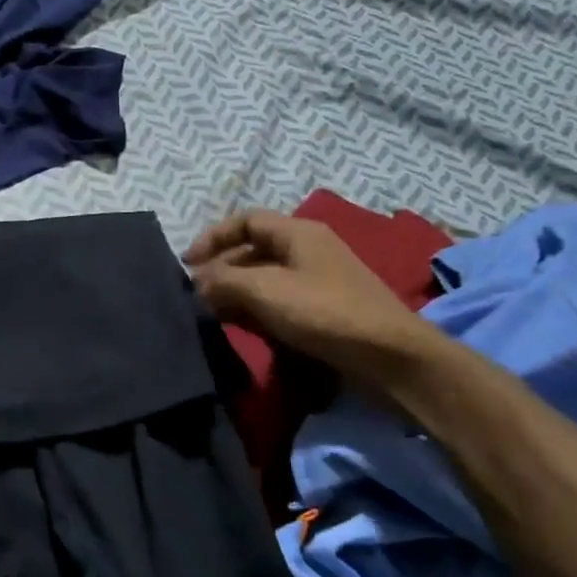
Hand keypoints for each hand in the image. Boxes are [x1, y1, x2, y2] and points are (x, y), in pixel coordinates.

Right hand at [185, 210, 432, 378]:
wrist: (388, 357)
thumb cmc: (324, 312)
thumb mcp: (265, 289)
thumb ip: (223, 280)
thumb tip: (198, 282)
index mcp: (298, 233)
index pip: (246, 220)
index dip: (213, 237)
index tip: (188, 264)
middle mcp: (307, 250)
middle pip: (253, 249)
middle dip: (221, 268)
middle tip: (196, 294)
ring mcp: (316, 281)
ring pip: (263, 277)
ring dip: (235, 292)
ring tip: (211, 313)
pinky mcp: (322, 311)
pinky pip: (278, 301)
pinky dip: (254, 309)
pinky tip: (239, 327)